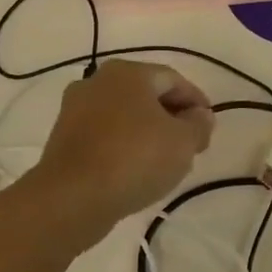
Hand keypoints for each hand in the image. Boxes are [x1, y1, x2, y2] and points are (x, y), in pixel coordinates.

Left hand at [31, 60, 214, 224]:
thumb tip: (200, 116)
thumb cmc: (135, 158)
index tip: (208, 127)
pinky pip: (104, 135)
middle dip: (171, 117)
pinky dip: (124, 146)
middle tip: (190, 143)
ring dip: (147, 132)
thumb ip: (199, 124)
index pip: (173, 80)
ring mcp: (74, 110)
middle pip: (146, 95)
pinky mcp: (62, 139)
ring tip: (165, 160)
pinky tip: (136, 169)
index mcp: (128, 73)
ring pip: (124, 116)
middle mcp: (97, 81)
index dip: (196, 102)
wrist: (71, 198)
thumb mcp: (183, 142)